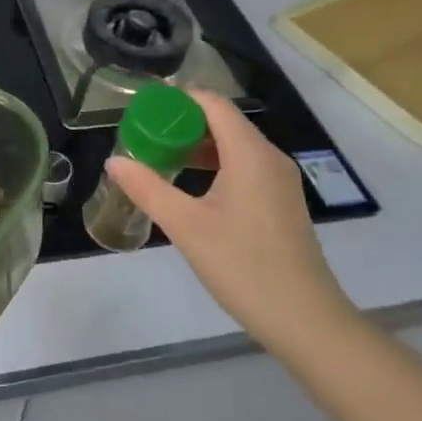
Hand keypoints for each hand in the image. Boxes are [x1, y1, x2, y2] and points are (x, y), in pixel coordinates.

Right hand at [106, 89, 357, 355]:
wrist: (306, 321)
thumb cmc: (243, 266)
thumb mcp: (186, 226)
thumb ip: (148, 189)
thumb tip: (115, 161)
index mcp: (249, 153)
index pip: (213, 104)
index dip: (179, 99)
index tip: (146, 107)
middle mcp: (269, 157)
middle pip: (224, 121)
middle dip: (185, 122)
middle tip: (147, 134)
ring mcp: (280, 181)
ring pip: (236, 145)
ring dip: (200, 145)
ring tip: (164, 157)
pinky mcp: (283, 203)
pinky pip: (247, 166)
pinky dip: (218, 164)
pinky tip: (195, 186)